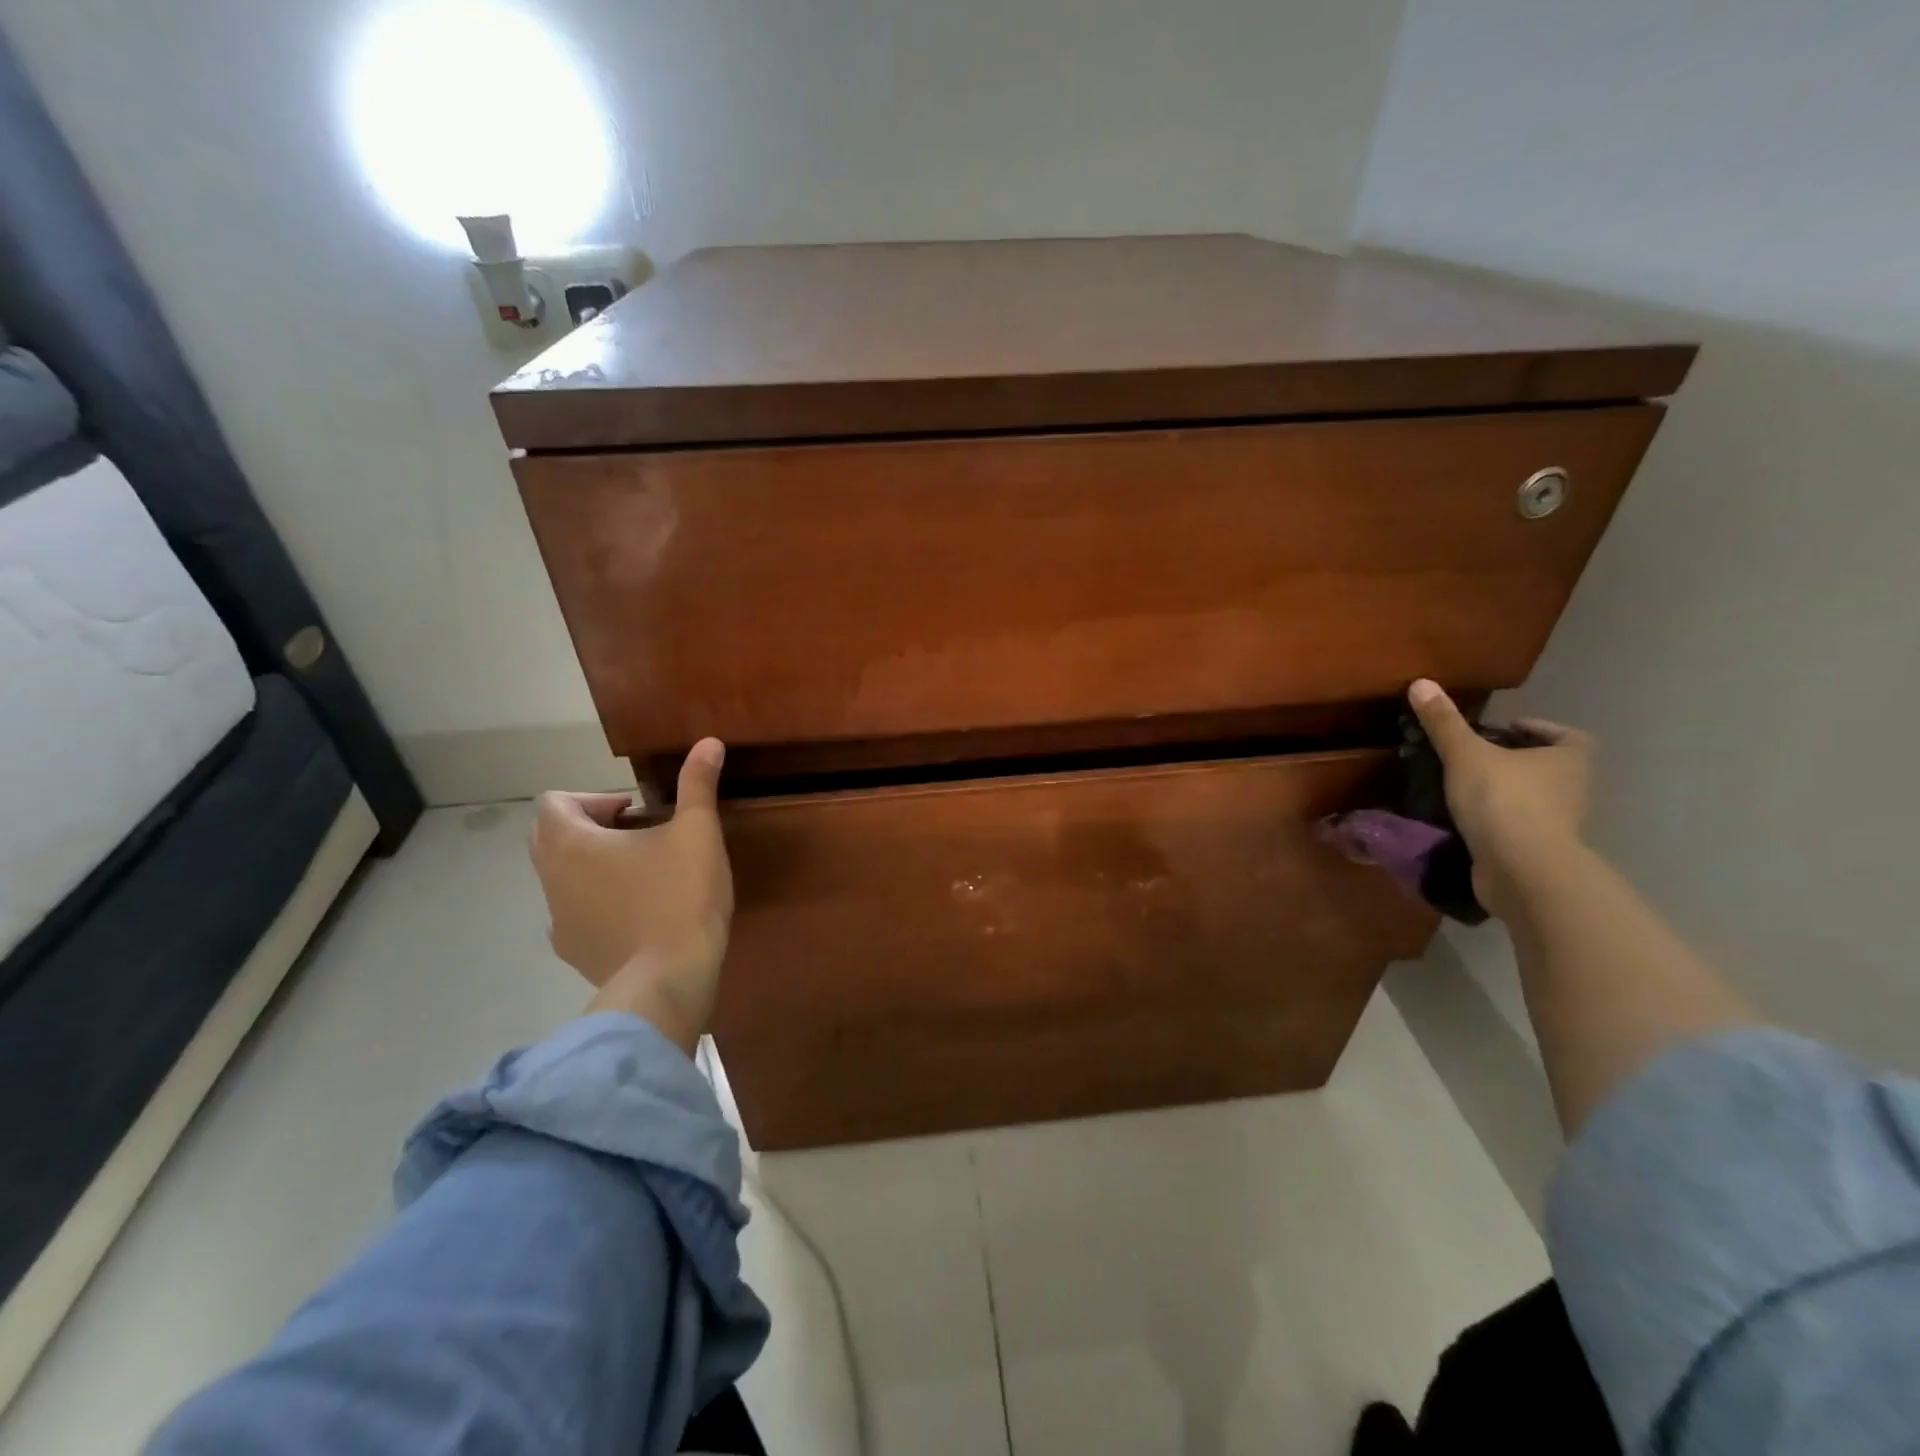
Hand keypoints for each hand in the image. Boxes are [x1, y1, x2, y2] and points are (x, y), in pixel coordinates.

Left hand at [529, 738, 730, 1054]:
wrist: (669, 979)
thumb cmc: (680, 896)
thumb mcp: (697, 832)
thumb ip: (698, 784)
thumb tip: (708, 742)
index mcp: (571, 844)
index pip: (554, 802)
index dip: (593, 799)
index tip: (636, 812)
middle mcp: (551, 879)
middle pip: (550, 837)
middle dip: (591, 829)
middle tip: (639, 836)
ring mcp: (557, 920)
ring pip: (563, 877)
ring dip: (594, 866)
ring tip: (644, 874)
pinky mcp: (573, 952)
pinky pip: (576, 914)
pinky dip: (598, 904)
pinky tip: (638, 914)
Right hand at [1406, 680, 1592, 920]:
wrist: (1522, 870)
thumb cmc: (1504, 801)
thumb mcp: (1465, 755)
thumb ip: (1443, 723)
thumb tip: (1421, 682)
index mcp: (1569, 758)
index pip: (1565, 735)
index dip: (1536, 729)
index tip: (1501, 729)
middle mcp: (1574, 788)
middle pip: (1547, 766)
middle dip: (1515, 760)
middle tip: (1473, 755)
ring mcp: (1560, 823)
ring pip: (1533, 797)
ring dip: (1505, 791)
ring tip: (1462, 787)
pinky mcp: (1540, 851)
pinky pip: (1518, 826)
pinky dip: (1497, 821)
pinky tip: (1465, 819)